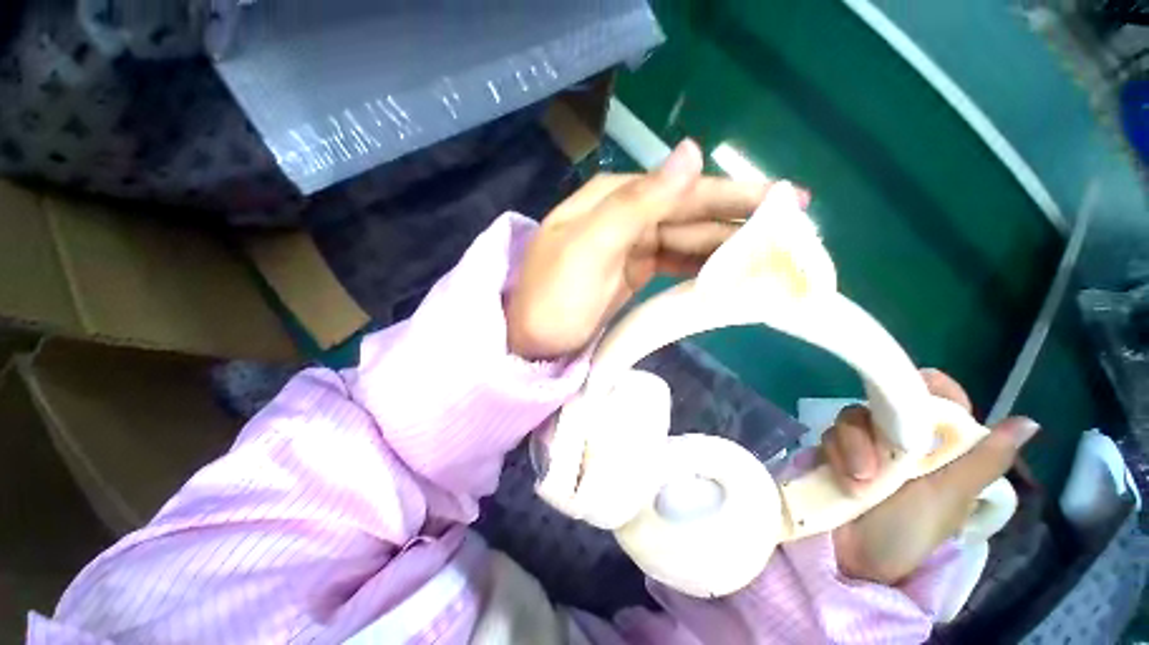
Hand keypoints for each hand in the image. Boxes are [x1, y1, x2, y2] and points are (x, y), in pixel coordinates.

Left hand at [507, 140, 806, 359]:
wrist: (531, 340)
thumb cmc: (554, 296)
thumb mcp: (590, 246)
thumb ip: (638, 202)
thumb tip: (693, 152)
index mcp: (614, 199)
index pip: (683, 189)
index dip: (732, 193)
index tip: (784, 199)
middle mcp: (626, 216)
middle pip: (691, 212)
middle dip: (740, 218)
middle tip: (795, 226)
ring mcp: (631, 246)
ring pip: (688, 238)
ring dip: (728, 243)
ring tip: (774, 251)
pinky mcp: (635, 274)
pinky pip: (676, 262)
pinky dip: (703, 264)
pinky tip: (730, 269)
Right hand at [824, 369, 1039, 584]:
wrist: (854, 558)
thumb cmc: (910, 532)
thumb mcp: (951, 498)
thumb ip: (983, 460)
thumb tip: (1029, 422)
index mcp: (938, 448)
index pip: (940, 401)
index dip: (930, 387)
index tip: (916, 388)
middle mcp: (900, 440)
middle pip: (885, 402)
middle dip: (879, 428)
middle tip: (883, 462)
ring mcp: (864, 445)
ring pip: (853, 417)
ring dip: (854, 446)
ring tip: (862, 482)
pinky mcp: (834, 451)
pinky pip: (829, 433)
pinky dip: (836, 452)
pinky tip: (844, 478)